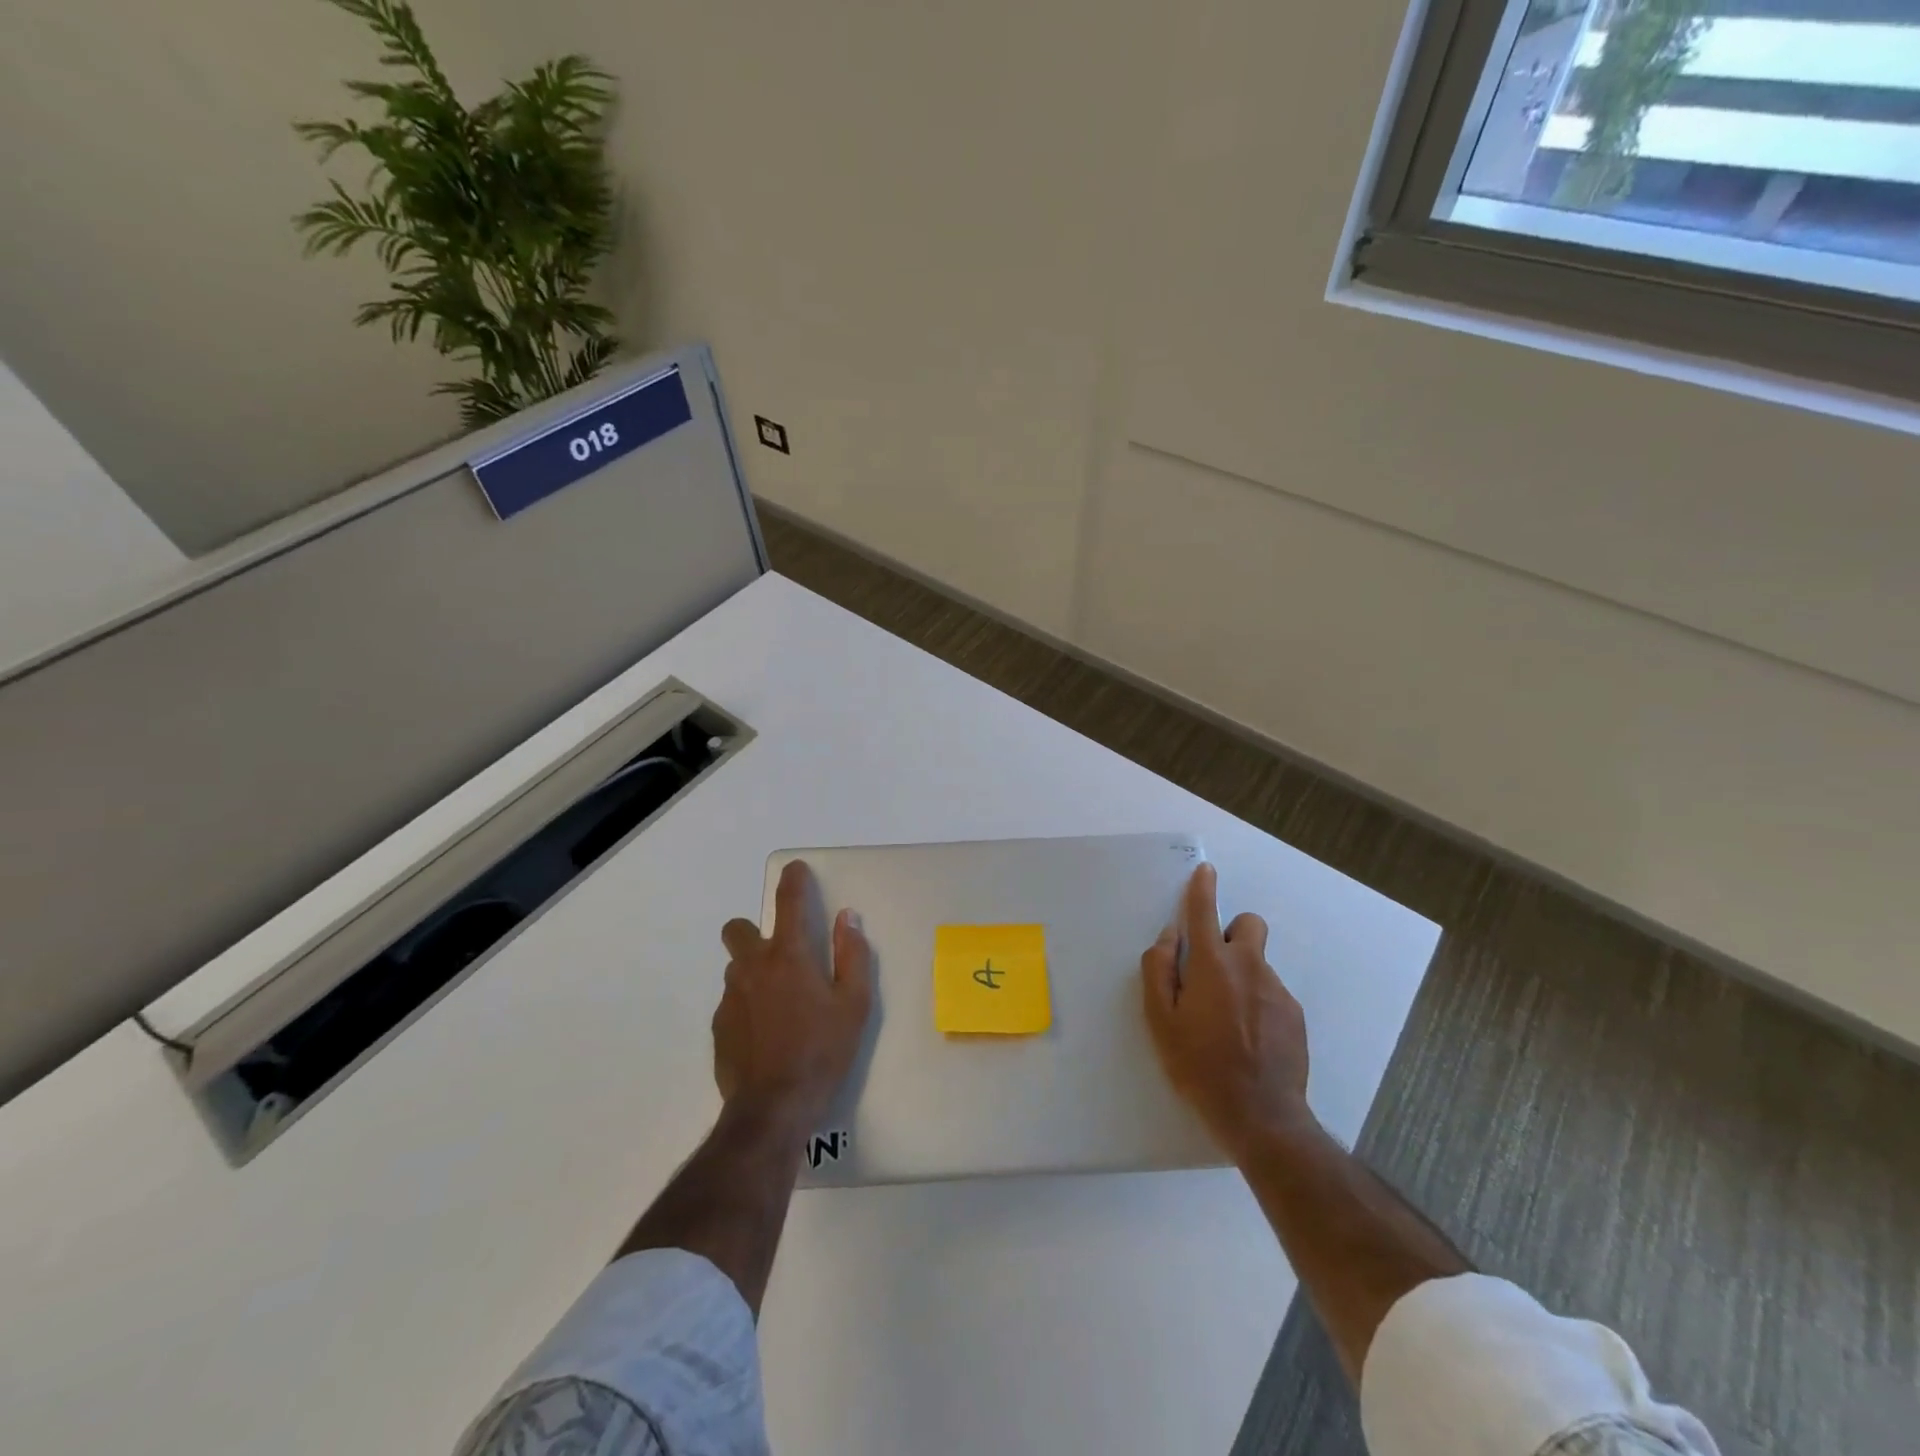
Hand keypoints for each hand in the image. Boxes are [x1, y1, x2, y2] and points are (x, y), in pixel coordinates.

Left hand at [714, 859, 872, 1128]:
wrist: (773, 1108)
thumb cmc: (823, 1051)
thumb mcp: (855, 1004)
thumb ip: (852, 956)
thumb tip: (847, 919)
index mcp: (789, 956)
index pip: (789, 902)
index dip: (792, 880)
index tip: (794, 869)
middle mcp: (753, 967)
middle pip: (737, 929)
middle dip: (752, 931)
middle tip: (781, 955)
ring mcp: (731, 998)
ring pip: (736, 968)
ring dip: (754, 972)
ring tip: (780, 1004)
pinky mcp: (719, 1027)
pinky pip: (733, 1002)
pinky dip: (748, 1006)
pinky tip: (767, 1034)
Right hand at [1142, 862, 1313, 1158]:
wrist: (1260, 1115)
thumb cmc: (1198, 1065)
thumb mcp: (1160, 1020)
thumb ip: (1158, 969)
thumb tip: (1170, 937)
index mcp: (1212, 964)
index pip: (1205, 912)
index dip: (1202, 888)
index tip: (1205, 871)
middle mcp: (1249, 967)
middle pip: (1249, 924)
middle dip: (1232, 932)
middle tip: (1213, 968)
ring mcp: (1277, 990)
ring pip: (1258, 963)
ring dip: (1241, 975)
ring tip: (1226, 1020)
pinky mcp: (1294, 1014)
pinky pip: (1270, 992)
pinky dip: (1257, 1002)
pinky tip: (1247, 1038)